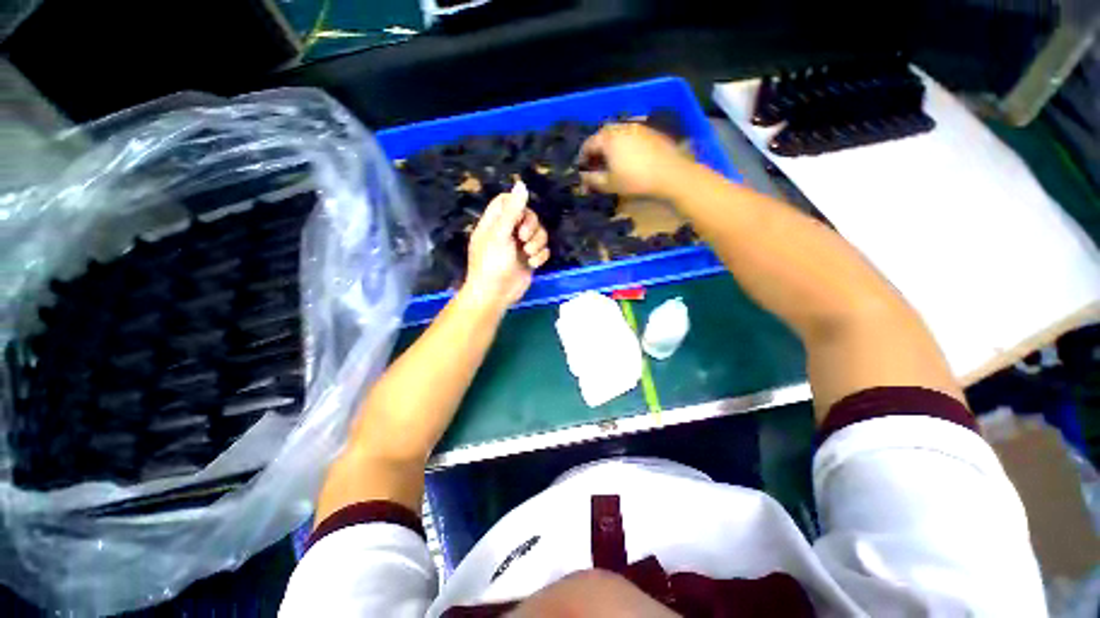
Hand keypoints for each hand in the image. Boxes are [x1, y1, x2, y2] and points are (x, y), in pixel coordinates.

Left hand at [464, 180, 550, 308]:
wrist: (495, 294)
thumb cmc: (491, 263)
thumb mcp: (500, 234)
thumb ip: (512, 210)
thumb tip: (521, 183)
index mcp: (494, 223)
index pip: (506, 201)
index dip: (517, 204)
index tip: (521, 214)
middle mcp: (508, 232)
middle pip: (528, 216)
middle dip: (531, 227)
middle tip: (523, 239)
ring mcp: (519, 247)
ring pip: (538, 233)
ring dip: (537, 243)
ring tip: (528, 254)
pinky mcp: (529, 260)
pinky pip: (543, 250)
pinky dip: (540, 256)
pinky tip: (533, 264)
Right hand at [579, 123, 694, 197]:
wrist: (670, 174)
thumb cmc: (635, 179)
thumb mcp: (609, 184)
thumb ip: (592, 180)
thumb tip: (582, 177)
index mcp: (608, 138)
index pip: (588, 144)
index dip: (582, 157)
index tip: (581, 169)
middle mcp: (621, 127)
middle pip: (602, 136)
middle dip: (596, 150)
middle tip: (595, 165)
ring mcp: (637, 127)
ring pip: (617, 135)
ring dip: (610, 147)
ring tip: (611, 163)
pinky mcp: (650, 132)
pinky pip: (631, 136)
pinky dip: (624, 146)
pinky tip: (628, 159)